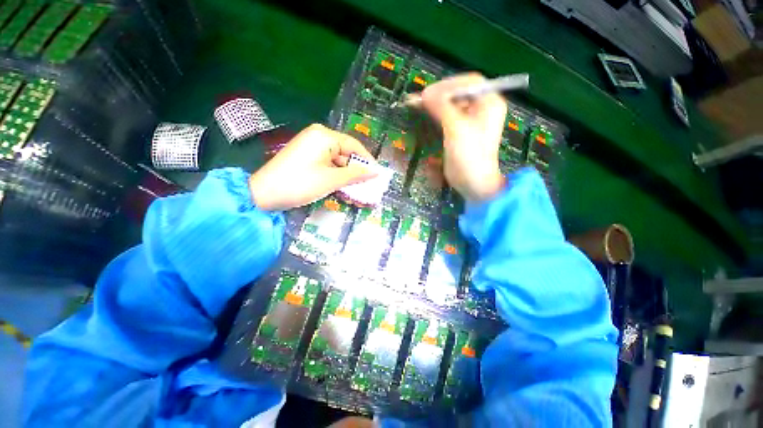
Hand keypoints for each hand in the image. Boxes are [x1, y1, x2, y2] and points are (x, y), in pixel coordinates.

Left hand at [249, 124, 377, 210]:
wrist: (264, 194)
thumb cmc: (301, 184)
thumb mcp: (332, 180)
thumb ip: (356, 174)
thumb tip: (375, 172)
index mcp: (325, 136)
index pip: (354, 146)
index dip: (367, 161)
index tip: (377, 175)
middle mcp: (318, 136)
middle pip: (346, 153)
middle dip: (356, 171)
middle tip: (366, 186)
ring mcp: (310, 145)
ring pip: (337, 160)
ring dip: (346, 176)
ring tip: (355, 191)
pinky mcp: (305, 155)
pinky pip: (327, 163)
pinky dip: (335, 175)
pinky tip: (341, 187)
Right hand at [421, 73, 507, 201]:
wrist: (473, 183)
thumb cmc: (470, 155)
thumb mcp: (456, 128)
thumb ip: (442, 107)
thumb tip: (425, 93)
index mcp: (489, 103)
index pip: (469, 82)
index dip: (448, 84)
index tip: (429, 93)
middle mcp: (481, 108)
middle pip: (459, 93)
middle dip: (439, 94)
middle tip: (420, 100)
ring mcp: (471, 121)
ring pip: (451, 105)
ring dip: (435, 105)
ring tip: (418, 106)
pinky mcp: (460, 132)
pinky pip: (447, 117)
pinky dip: (435, 115)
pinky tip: (424, 116)